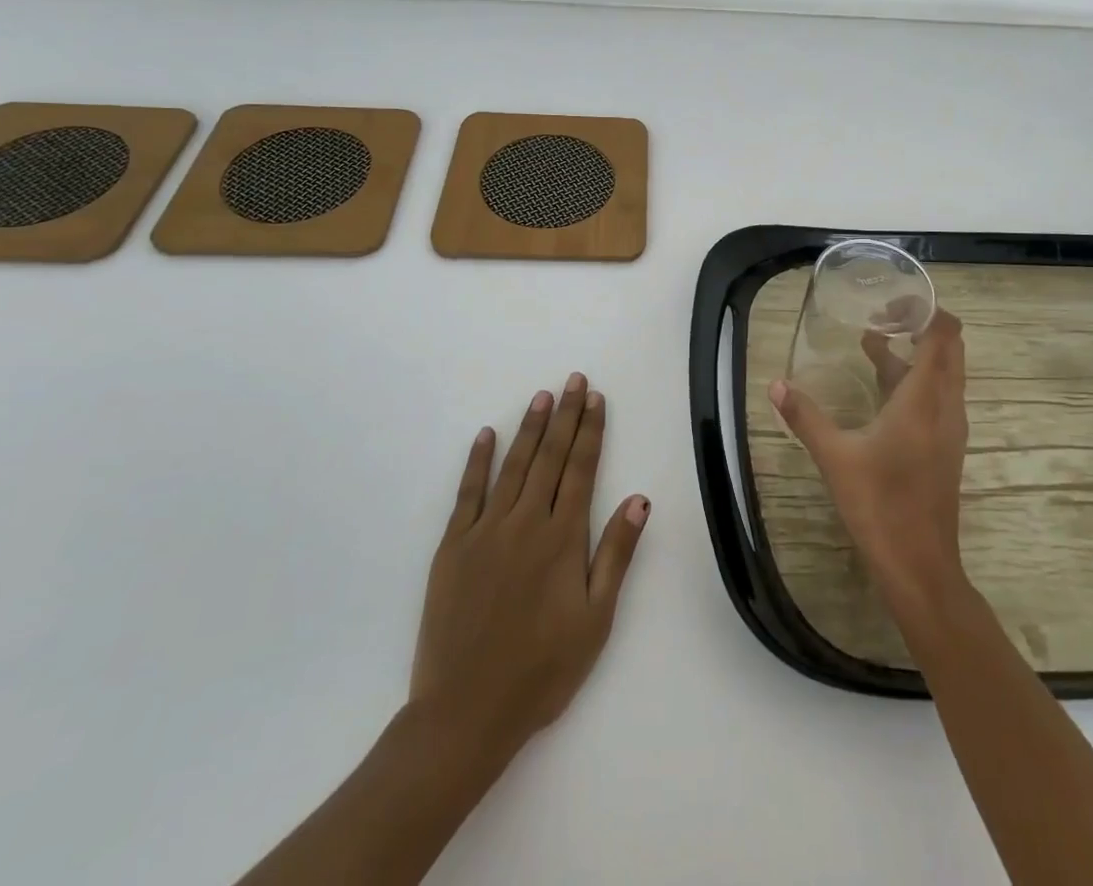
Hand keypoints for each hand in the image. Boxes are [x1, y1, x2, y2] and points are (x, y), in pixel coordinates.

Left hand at [410, 373, 649, 764]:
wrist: (465, 712)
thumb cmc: (541, 670)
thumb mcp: (595, 619)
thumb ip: (616, 554)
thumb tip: (639, 498)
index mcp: (562, 538)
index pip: (582, 469)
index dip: (591, 430)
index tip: (596, 398)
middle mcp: (526, 522)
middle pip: (550, 457)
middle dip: (565, 416)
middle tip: (573, 380)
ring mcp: (486, 531)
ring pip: (513, 466)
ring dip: (530, 428)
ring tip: (542, 397)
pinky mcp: (452, 546)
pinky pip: (467, 492)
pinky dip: (478, 461)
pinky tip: (487, 435)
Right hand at [770, 309, 967, 611]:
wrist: (920, 566)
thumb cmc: (879, 504)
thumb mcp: (835, 457)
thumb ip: (805, 416)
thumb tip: (775, 384)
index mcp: (924, 399)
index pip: (943, 336)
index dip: (927, 310)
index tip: (893, 300)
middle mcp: (945, 406)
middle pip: (950, 349)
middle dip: (921, 325)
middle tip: (883, 314)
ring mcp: (949, 429)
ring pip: (943, 374)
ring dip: (915, 353)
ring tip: (873, 341)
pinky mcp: (945, 447)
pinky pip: (937, 396)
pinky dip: (915, 379)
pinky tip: (881, 388)